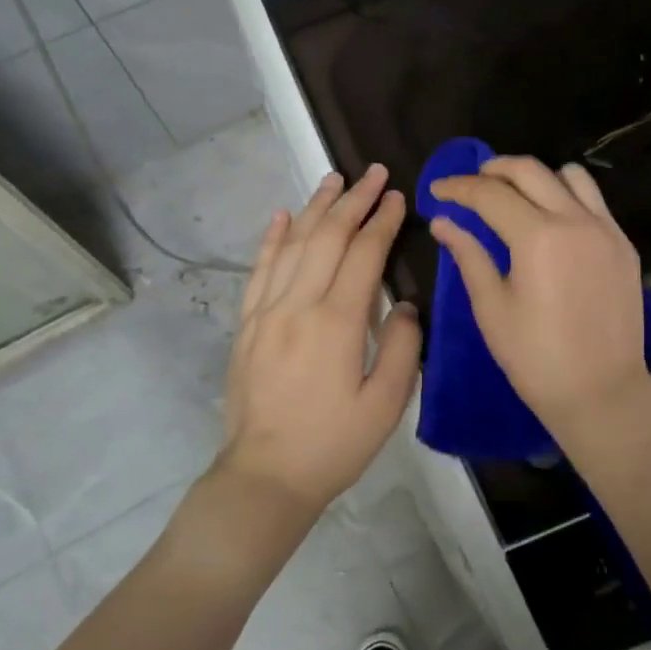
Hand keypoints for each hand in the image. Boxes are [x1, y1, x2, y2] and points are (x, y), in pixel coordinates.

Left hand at [219, 165, 421, 513]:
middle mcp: (297, 305)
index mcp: (336, 323)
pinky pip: (259, 270)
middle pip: (327, 238)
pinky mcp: (247, 325)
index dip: (382, 222)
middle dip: (353, 201)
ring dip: (316, 208)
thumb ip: (402, 346)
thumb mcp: (386, 404)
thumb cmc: (334, 444)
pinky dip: (272, 239)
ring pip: (292, 245)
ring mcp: (266, 312)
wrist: (266, 477)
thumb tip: (402, 304)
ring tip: (334, 179)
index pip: (363, 255)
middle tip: (373, 172)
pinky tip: (282, 216)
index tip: (398, 196)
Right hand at [428, 157, 649, 430]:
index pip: (490, 194)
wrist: (602, 391)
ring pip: (570, 176)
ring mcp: (606, 230)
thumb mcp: (492, 308)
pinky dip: (567, 195)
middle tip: (471, 184)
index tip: (437, 191)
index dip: (459, 187)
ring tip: (514, 195)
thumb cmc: (536, 358)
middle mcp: (575, 220)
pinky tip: (551, 219)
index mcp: (538, 237)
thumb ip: (469, 256)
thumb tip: (443, 222)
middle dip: (494, 169)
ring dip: (536, 176)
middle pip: (530, 171)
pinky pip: (594, 201)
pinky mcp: (624, 245)